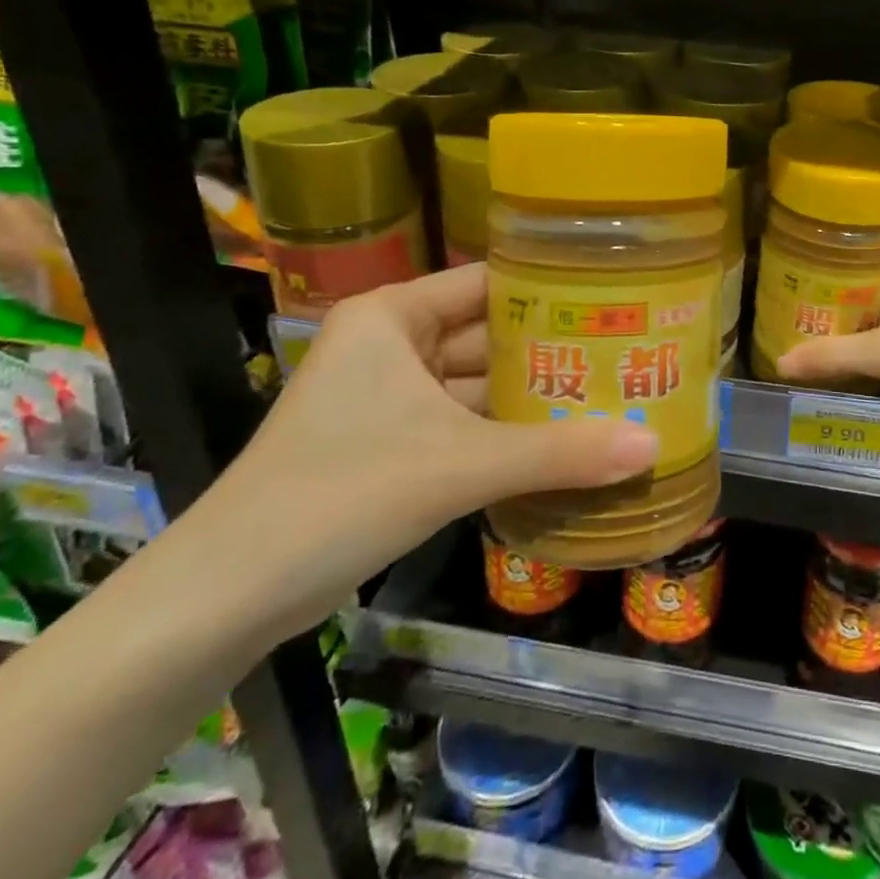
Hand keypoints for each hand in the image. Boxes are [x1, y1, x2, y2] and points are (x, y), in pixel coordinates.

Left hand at [191, 264, 658, 642]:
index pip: (489, 282)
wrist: (227, 597)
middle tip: (629, 350)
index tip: (616, 297)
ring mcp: (390, 397)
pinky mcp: (392, 444)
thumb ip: (557, 454)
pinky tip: (565, 442)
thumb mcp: (457, 466)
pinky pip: (465, 425)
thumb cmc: (339, 494)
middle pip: (488, 335)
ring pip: (478, 385)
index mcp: (394, 317)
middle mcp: (393, 344)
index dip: (552, 288)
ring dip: (533, 398)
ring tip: (613, 393)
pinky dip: (507, 434)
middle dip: (552, 350)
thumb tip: (652, 444)